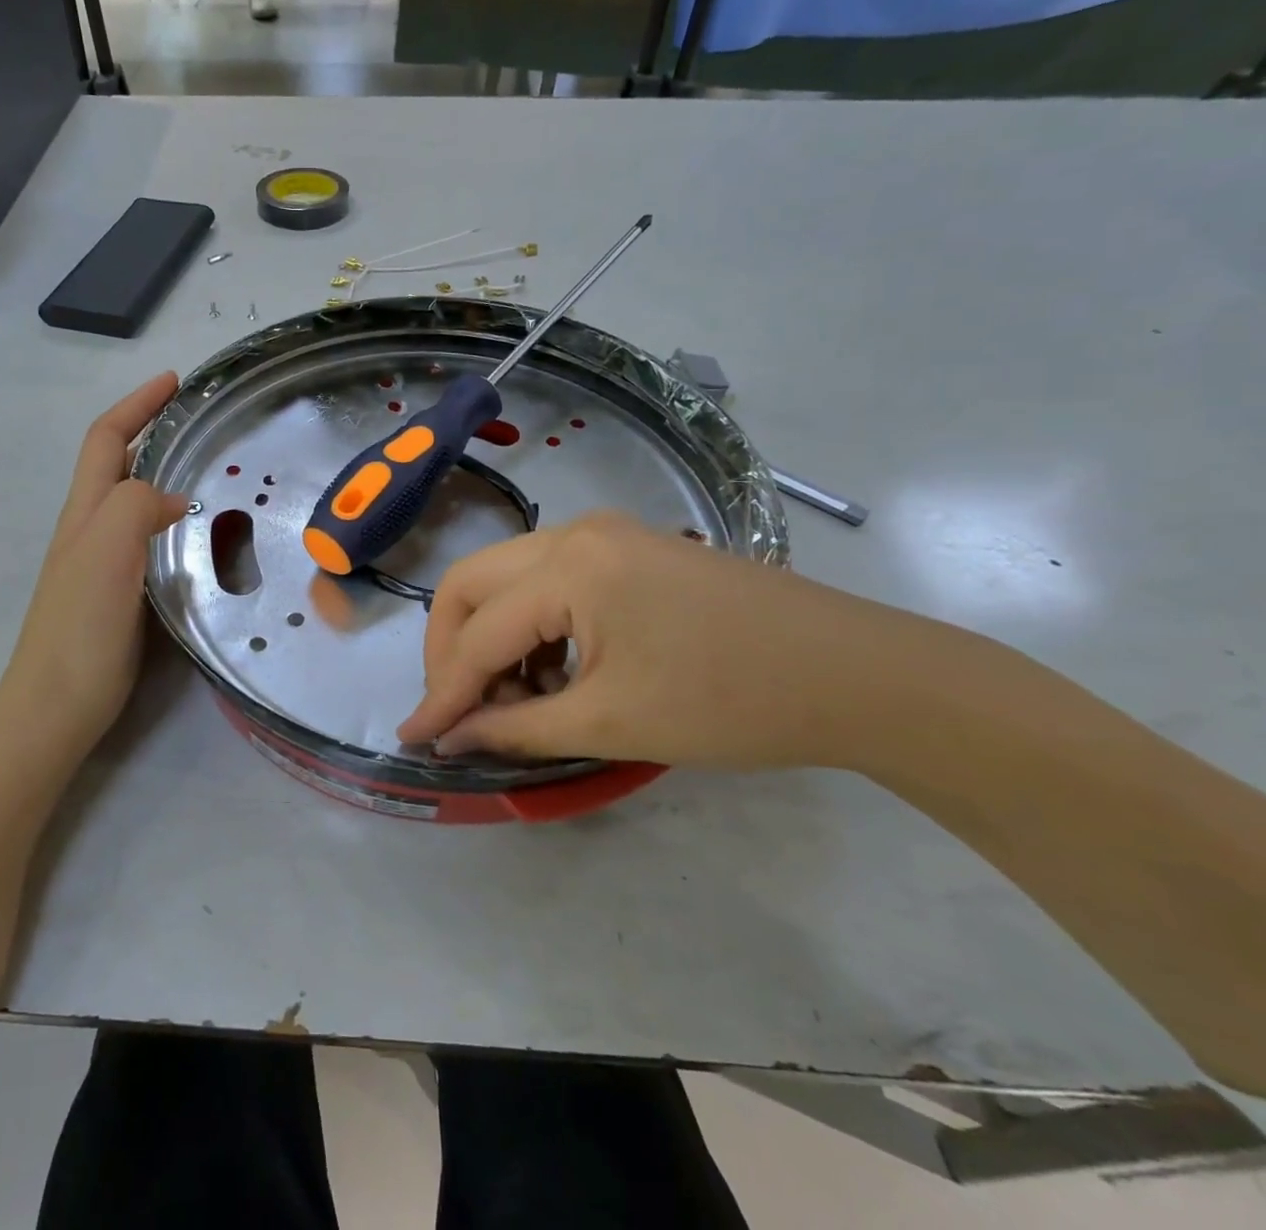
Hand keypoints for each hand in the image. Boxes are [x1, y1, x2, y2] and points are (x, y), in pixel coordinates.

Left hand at [0, 374, 187, 758]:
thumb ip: (135, 507)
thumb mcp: (106, 553)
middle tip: (200, 423)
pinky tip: (195, 534)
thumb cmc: (79, 628)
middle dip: (151, 430)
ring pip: (132, 500)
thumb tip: (172, 499)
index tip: (174, 381)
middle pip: (116, 463)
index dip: (136, 404)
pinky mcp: (118, 592)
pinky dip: (169, 518)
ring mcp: (102, 562)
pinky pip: (146, 537)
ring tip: (207, 468)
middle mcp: (89, 528)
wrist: (56, 705)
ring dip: (162, 472)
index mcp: (85, 511)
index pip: (107, 439)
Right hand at [397, 510, 962, 771]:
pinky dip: (532, 627)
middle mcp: (574, 532)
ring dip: (492, 639)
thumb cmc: (733, 702)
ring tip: (514, 703)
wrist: (858, 675)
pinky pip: (547, 581)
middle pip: (472, 584)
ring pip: (507, 580)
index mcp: (569, 566)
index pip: (478, 634)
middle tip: (458, 711)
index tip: (413, 739)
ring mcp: (604, 534)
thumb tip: (448, 738)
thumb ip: (517, 728)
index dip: (442, 693)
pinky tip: (554, 673)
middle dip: (451, 650)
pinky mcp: (627, 549)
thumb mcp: (613, 723)